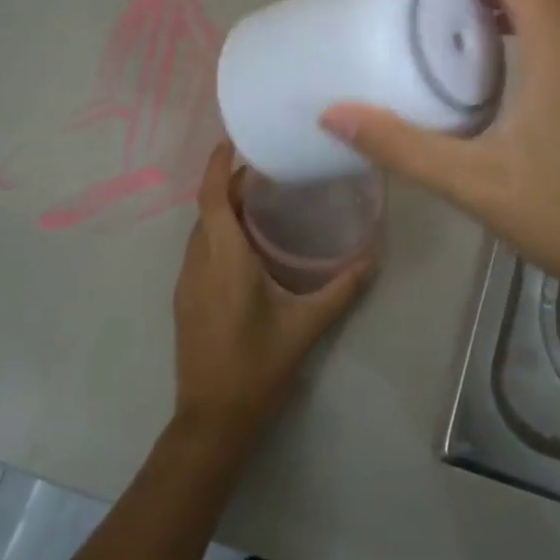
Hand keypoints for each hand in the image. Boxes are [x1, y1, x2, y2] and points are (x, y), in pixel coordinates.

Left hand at [171, 139, 373, 447]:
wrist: (213, 419)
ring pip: (203, 231)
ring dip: (225, 210)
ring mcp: (187, 282)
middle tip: (270, 172)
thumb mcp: (306, 325)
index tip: (235, 141)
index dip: (219, 165)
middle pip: (208, 209)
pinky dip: (220, 234)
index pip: (213, 197)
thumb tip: (373, 257)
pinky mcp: (186, 299)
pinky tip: (250, 246)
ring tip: (264, 202)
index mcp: (223, 259)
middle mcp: (198, 262)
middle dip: (232, 185)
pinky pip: (201, 251)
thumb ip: (341, 289)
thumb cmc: (258, 367)